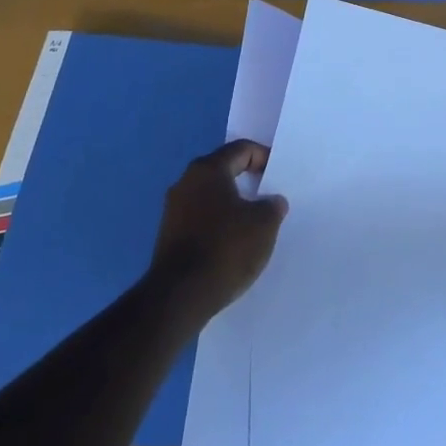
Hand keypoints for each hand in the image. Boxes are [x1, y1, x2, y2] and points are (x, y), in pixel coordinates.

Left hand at [150, 140, 288, 316]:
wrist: (179, 296)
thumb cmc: (225, 248)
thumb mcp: (264, 224)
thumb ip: (273, 206)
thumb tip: (271, 201)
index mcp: (208, 170)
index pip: (241, 150)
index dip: (263, 157)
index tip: (277, 175)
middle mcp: (186, 182)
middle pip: (223, 170)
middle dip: (247, 181)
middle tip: (268, 196)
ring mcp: (173, 209)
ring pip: (210, 196)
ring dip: (232, 204)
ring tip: (253, 222)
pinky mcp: (168, 235)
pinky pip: (200, 217)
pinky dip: (218, 223)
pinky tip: (232, 242)